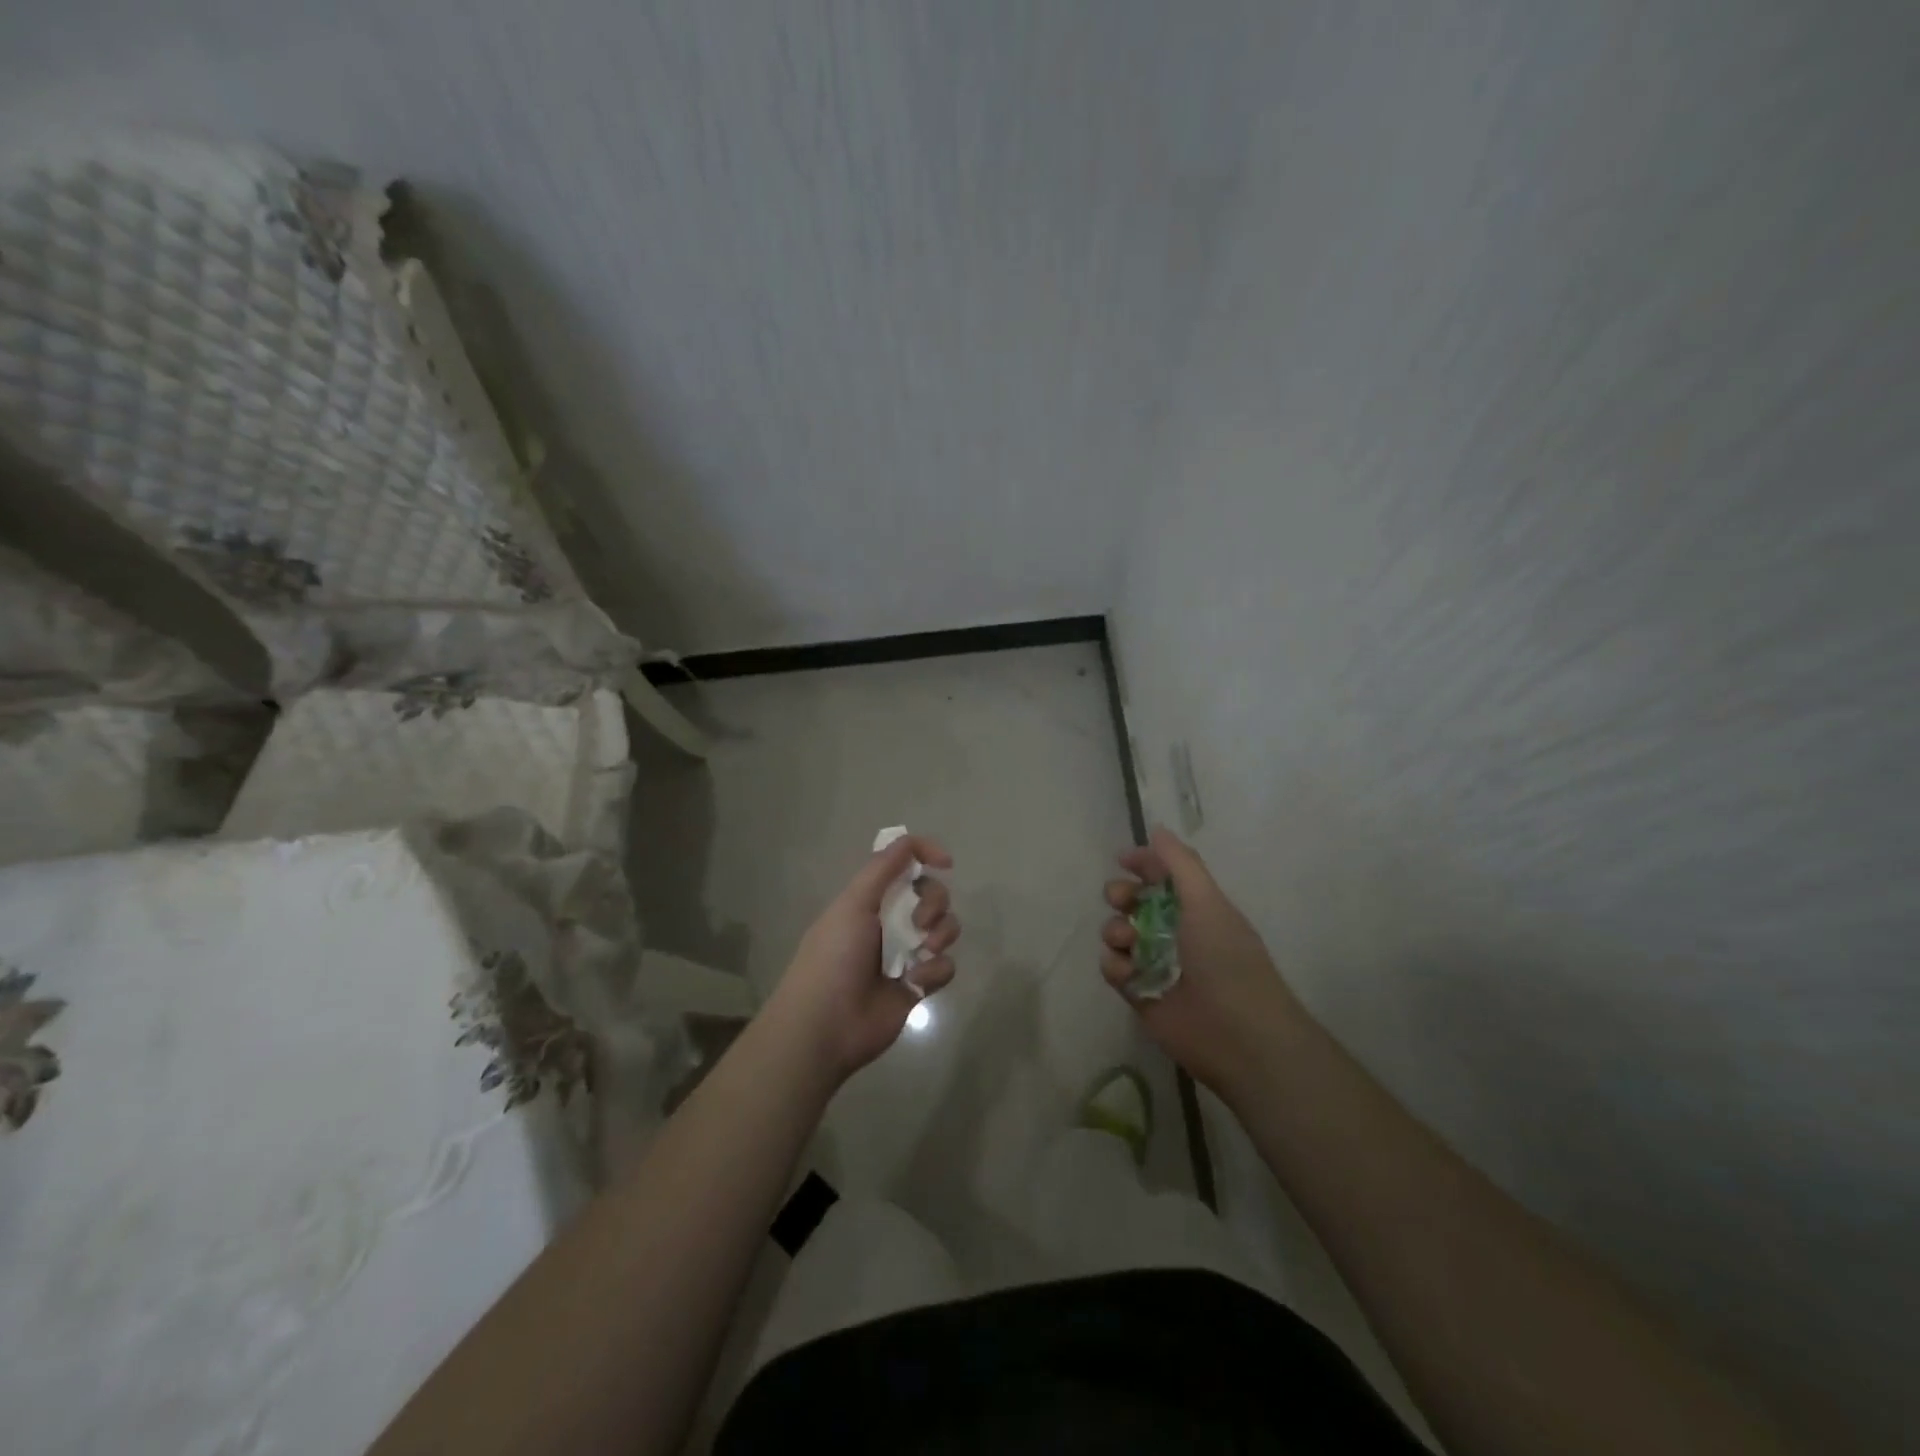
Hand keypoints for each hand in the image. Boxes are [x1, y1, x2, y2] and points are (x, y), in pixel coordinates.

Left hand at [768, 834, 959, 1083]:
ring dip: (941, 934)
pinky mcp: (918, 985)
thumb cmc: (834, 957)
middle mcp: (890, 922)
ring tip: (923, 950)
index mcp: (871, 899)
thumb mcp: (853, 903)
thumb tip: (912, 841)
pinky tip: (915, 982)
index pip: (904, 865)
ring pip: (944, 929)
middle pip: (932, 895)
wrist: (826, 1025)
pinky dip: (935, 970)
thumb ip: (883, 868)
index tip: (945, 862)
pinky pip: (945, 966)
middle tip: (920, 922)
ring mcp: (906, 954)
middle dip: (935, 902)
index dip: (926, 856)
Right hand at [1100, 827, 1302, 1097]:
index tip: (1123, 860)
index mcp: (1196, 908)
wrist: (1237, 1034)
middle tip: (1121, 900)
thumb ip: (1180, 864)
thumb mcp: (1207, 902)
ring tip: (1127, 942)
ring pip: (1119, 934)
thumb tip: (1157, 829)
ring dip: (1115, 930)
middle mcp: (1175, 932)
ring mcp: (1156, 964)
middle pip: (1134, 902)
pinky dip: (1115, 965)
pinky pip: (1113, 969)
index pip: (1163, 876)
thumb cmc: (1226, 959)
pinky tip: (1127, 972)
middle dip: (1121, 895)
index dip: (1144, 864)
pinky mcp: (1140, 994)